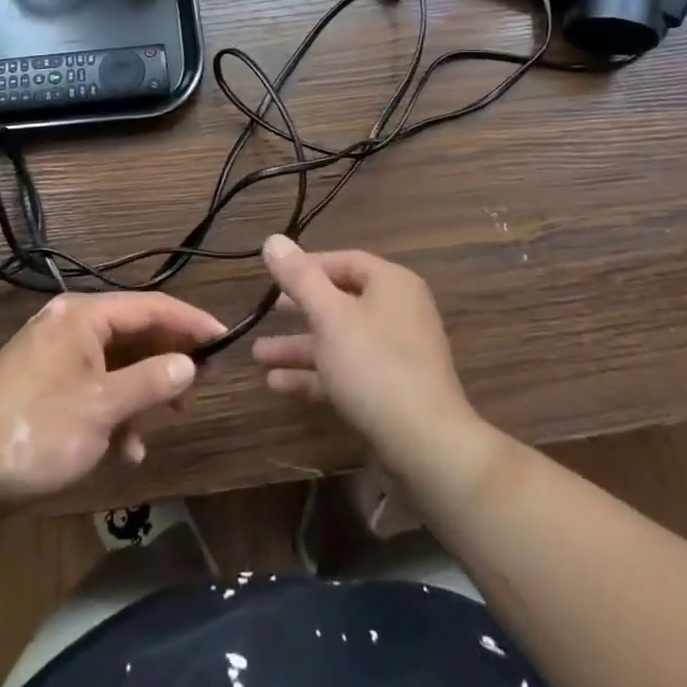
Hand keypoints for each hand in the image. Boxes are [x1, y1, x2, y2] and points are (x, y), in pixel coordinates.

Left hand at [0, 292, 225, 502]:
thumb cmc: (38, 429)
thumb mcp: (103, 408)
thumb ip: (152, 382)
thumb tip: (190, 364)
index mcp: (83, 315)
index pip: (151, 306)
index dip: (191, 322)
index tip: (224, 339)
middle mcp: (69, 323)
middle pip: (134, 332)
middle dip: (167, 360)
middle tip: (200, 383)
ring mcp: (54, 354)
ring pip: (115, 362)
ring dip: (141, 392)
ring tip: (165, 420)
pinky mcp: (43, 383)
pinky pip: (93, 384)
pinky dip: (113, 408)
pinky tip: (123, 448)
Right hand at [253, 236, 480, 469]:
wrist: (427, 446)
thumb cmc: (374, 366)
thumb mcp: (330, 316)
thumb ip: (299, 278)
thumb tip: (273, 240)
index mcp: (391, 284)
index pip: (344, 261)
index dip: (306, 267)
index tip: (273, 277)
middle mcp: (398, 312)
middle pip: (340, 301)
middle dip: (299, 310)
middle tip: (266, 313)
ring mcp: (397, 354)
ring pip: (340, 340)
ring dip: (300, 347)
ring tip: (259, 355)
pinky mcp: (391, 391)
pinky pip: (347, 371)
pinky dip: (316, 375)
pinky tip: (278, 385)